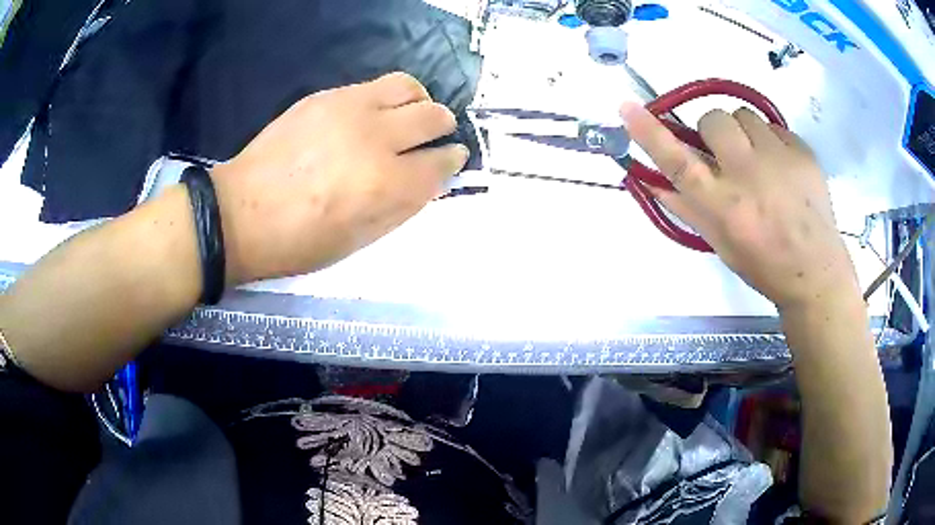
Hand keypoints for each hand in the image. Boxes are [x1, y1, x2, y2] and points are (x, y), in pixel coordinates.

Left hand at [211, 72, 468, 284]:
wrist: (240, 213)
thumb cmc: (299, 241)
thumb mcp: (358, 241)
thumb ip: (402, 207)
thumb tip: (430, 180)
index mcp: (385, 184)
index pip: (440, 162)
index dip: (451, 161)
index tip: (451, 159)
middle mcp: (375, 138)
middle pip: (433, 116)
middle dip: (443, 127)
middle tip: (433, 137)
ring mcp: (349, 109)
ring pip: (408, 87)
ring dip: (419, 102)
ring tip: (408, 116)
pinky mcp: (326, 97)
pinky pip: (373, 85)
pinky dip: (386, 98)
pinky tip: (372, 115)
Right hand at [620, 103, 860, 311]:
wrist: (815, 271)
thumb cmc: (763, 264)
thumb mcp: (720, 243)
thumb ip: (686, 207)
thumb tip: (650, 179)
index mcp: (724, 206)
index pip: (678, 161)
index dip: (650, 133)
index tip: (627, 106)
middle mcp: (748, 175)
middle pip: (713, 120)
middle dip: (713, 131)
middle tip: (726, 154)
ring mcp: (779, 158)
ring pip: (744, 115)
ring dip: (742, 132)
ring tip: (758, 161)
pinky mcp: (802, 150)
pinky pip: (773, 125)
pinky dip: (769, 140)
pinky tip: (780, 167)